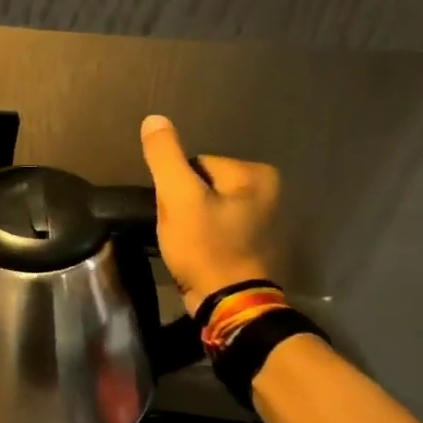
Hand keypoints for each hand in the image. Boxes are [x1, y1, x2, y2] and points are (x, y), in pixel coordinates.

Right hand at [140, 115, 280, 314]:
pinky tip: (197, 252)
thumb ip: (165, 156)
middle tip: (179, 230)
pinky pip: (216, 226)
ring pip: (206, 206)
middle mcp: (268, 190)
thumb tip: (154, 119)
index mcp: (255, 173)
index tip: (175, 213)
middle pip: (201, 184)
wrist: (227, 302)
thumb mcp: (178, 197)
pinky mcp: (253, 242)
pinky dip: (203, 236)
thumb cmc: (205, 246)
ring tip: (186, 243)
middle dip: (183, 203)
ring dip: (190, 221)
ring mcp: (263, 218)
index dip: (175, 187)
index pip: (196, 164)